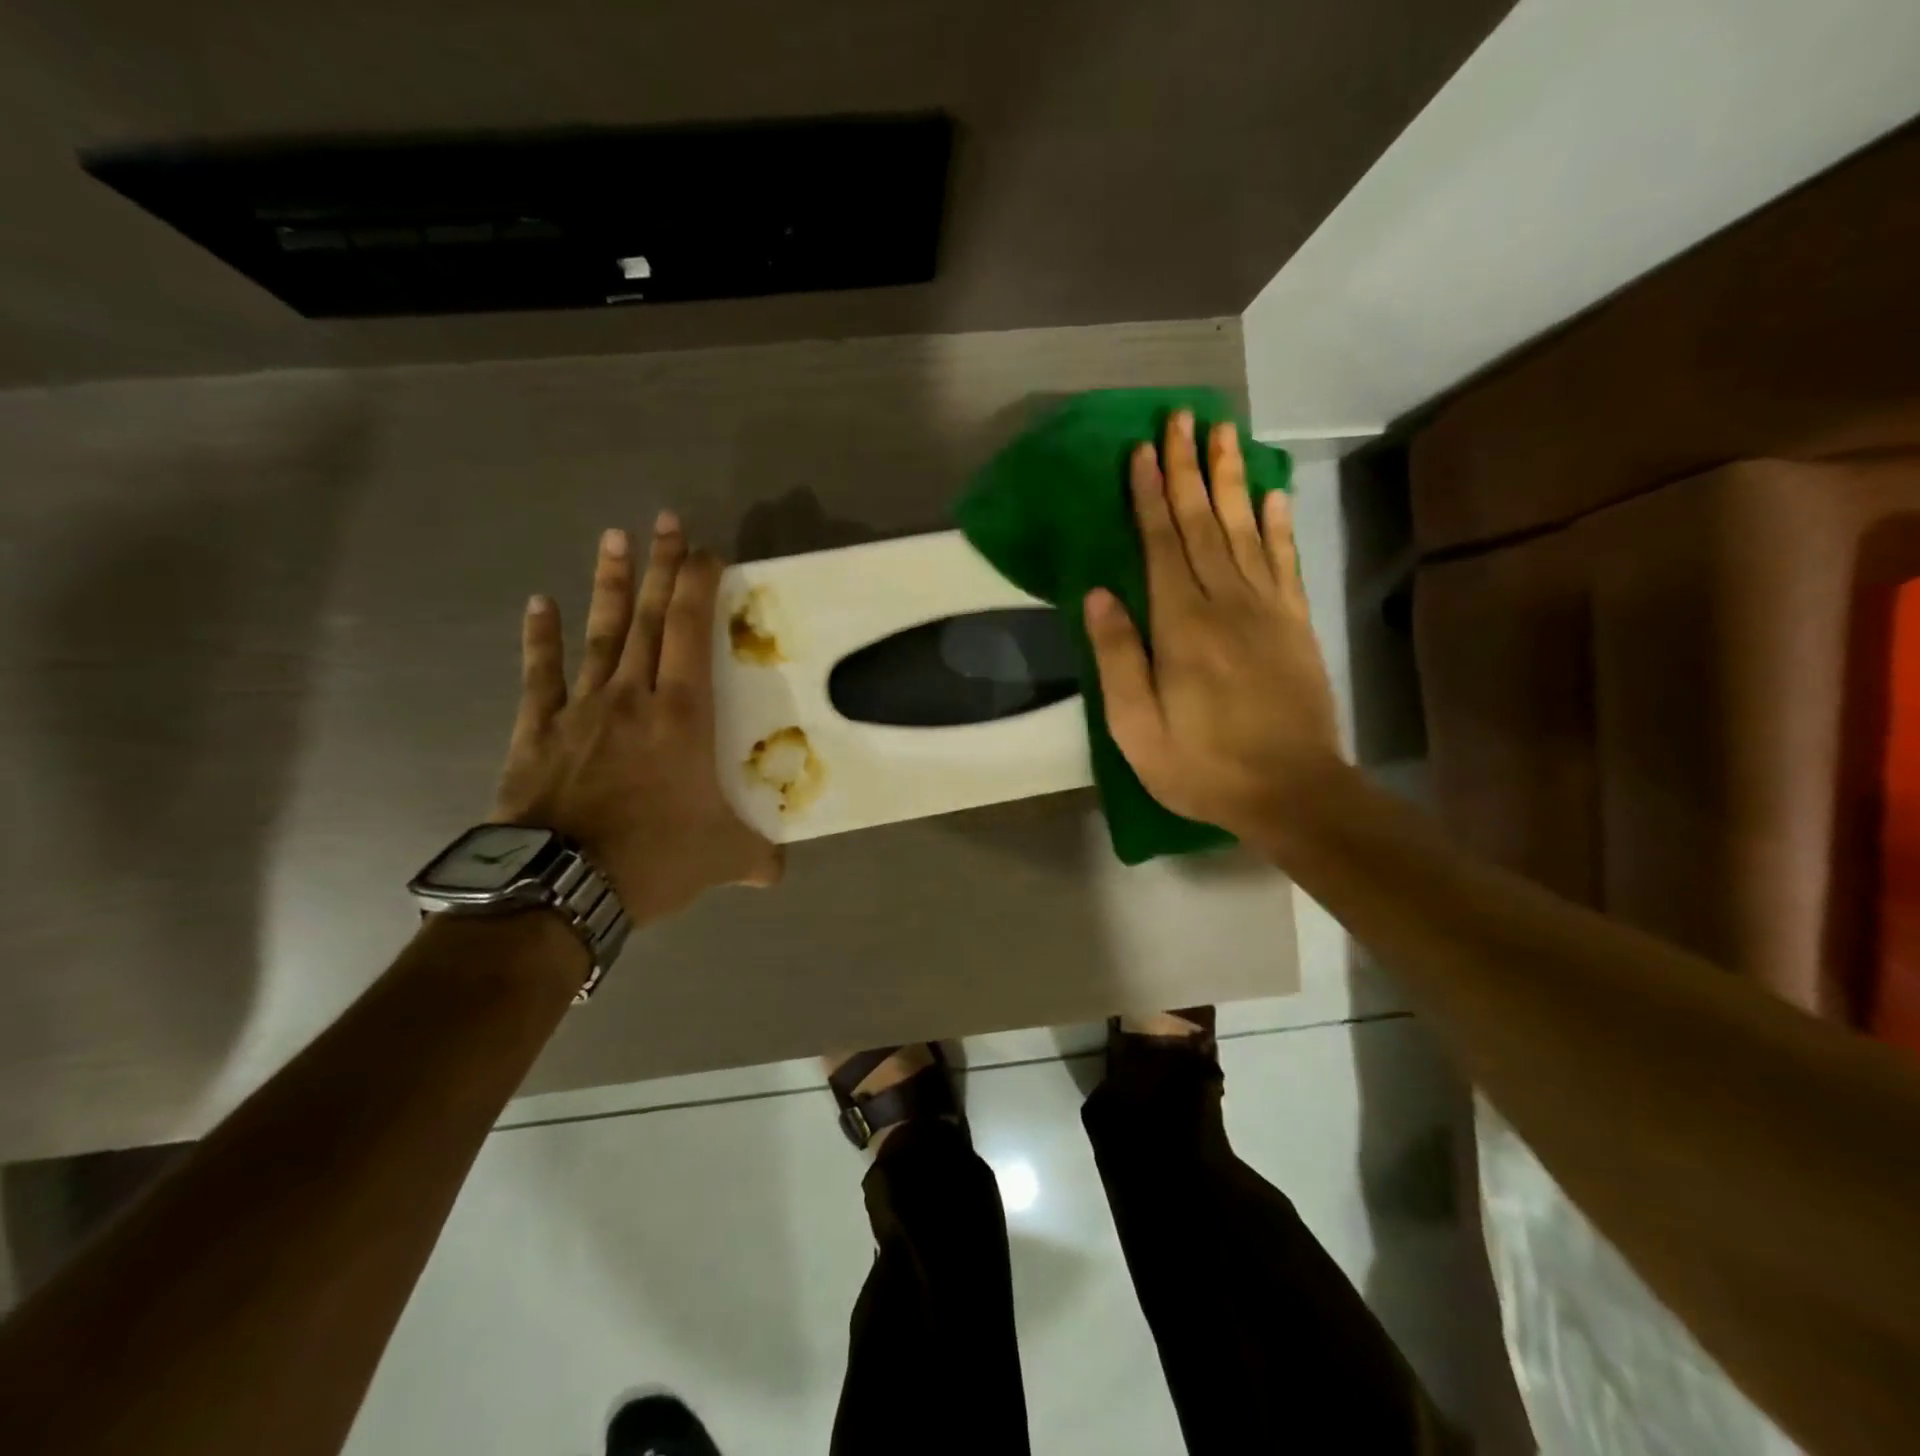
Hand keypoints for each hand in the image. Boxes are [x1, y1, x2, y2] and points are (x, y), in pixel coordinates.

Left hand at [493, 514, 781, 926]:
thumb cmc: (653, 858)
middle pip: (648, 619)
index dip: (698, 587)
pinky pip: (541, 675)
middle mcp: (633, 698)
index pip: (690, 634)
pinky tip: (540, 603)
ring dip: (608, 585)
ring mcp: (581, 710)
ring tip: (613, 537)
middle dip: (660, 568)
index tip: (707, 552)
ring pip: (600, 635)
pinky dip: (540, 639)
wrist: (560, 887)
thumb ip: (755, 857)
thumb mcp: (721, 859)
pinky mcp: (538, 731)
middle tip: (666, 520)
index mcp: (681, 717)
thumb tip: (777, 873)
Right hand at [1083, 412, 1342, 849]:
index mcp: (1181, 625)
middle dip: (1189, 468)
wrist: (1292, 791)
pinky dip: (1279, 524)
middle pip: (1203, 523)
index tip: (1142, 450)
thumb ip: (1117, 657)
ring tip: (1225, 434)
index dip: (1149, 495)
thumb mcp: (1137, 727)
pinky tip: (1274, 494)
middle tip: (1183, 418)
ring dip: (1231, 479)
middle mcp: (1226, 603)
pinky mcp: (1296, 624)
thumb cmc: (1202, 766)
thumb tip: (1098, 593)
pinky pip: (1285, 562)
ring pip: (1246, 529)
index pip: (1160, 544)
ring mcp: (1268, 610)